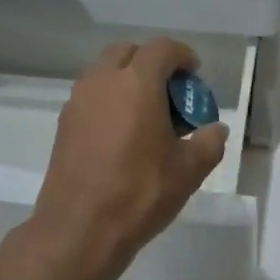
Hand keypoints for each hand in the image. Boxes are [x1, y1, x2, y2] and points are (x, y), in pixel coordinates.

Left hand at [30, 38, 229, 279]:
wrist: (78, 229)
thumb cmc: (140, 193)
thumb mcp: (189, 170)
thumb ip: (208, 142)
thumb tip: (215, 130)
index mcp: (137, 83)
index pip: (162, 49)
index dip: (183, 56)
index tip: (195, 75)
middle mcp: (103, 82)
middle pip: (128, 52)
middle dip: (152, 62)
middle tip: (170, 92)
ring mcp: (78, 102)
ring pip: (105, 72)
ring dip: (128, 80)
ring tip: (148, 114)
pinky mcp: (64, 124)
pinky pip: (91, 96)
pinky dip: (110, 100)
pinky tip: (124, 134)